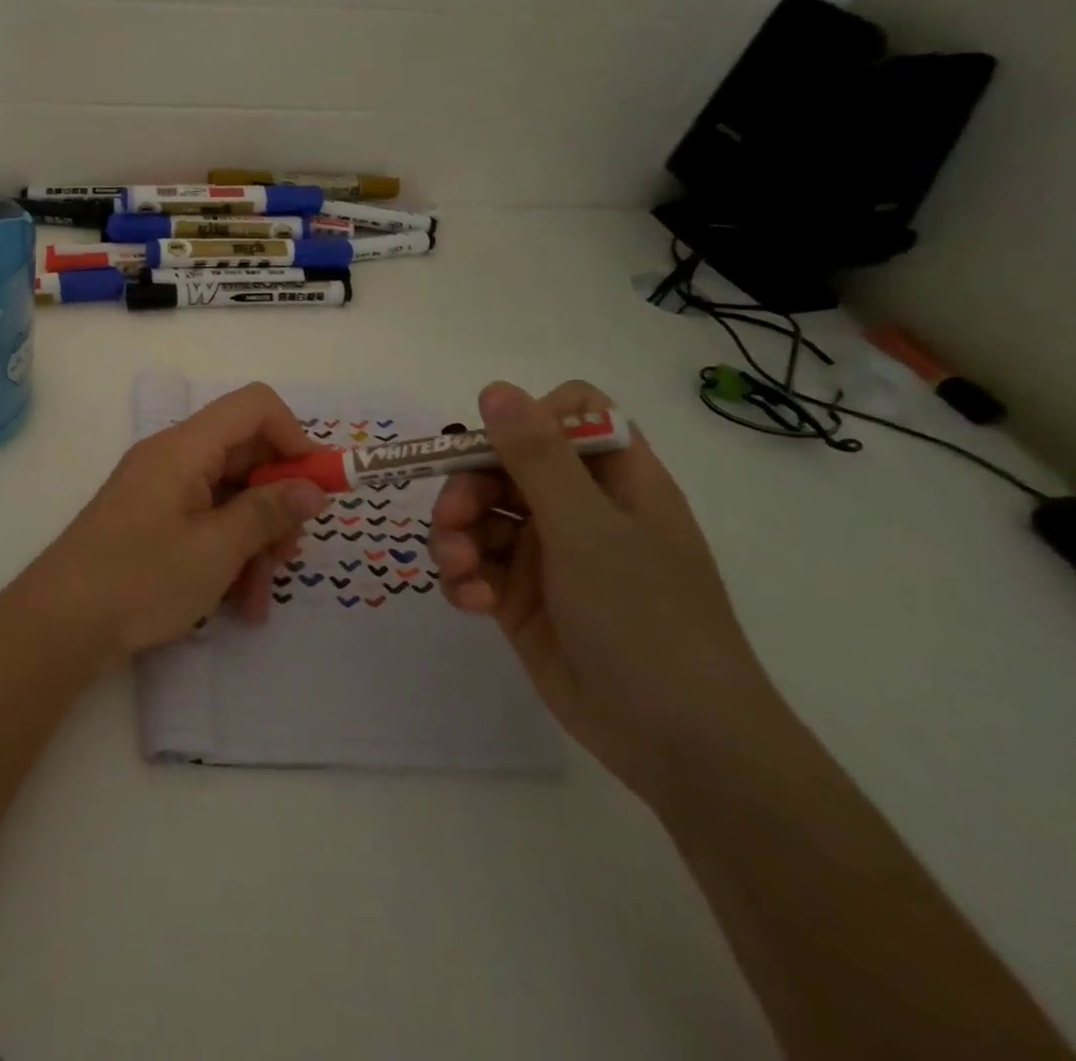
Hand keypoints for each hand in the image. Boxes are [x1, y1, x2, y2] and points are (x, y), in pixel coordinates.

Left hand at [20, 382, 329, 661]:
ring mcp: (162, 490)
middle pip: (246, 455)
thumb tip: (313, 488)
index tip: (316, 488)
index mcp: (185, 447)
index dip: (295, 438)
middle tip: (289, 555)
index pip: (255, 406)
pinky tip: (240, 604)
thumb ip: (268, 512)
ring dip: (255, 541)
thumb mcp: (217, 549)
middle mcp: (174, 457)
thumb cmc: (142, 578)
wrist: (61, 622)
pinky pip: (206, 521)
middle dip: (277, 504)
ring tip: (259, 597)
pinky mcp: (153, 521)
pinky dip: (228, 554)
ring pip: (230, 496)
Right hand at [432, 380, 785, 802]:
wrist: (675, 741)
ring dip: (456, 536)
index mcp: (614, 479)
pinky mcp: (518, 595)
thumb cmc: (646, 618)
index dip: (527, 421)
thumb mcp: (586, 529)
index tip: (497, 450)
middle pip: (501, 464)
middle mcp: (578, 508)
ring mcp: (547, 553)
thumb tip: (494, 388)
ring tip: (460, 571)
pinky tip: (472, 601)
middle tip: (453, 520)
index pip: (567, 414)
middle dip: (468, 488)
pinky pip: (473, 563)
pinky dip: (463, 576)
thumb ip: (536, 456)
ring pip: (478, 515)